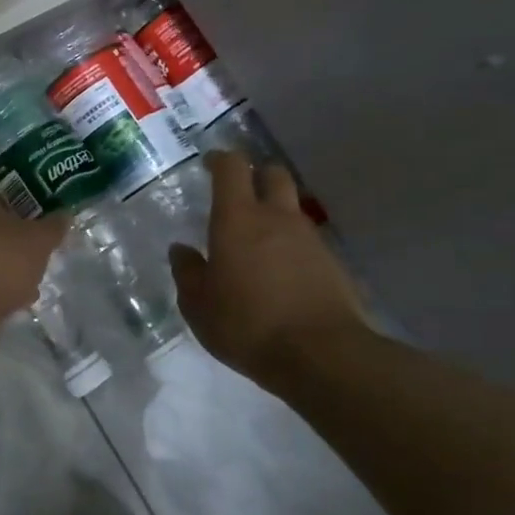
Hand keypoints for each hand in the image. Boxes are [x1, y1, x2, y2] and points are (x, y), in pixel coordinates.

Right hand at [170, 152, 367, 377]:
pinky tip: (282, 273)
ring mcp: (310, 239)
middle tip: (240, 193)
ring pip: (293, 208)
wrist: (322, 355)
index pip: (232, 168)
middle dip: (256, 175)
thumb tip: (181, 250)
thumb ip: (187, 273)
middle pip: (273, 174)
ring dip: (276, 213)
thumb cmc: (247, 324)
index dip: (220, 160)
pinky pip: (308, 242)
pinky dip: (293, 246)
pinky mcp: (333, 264)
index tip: (209, 164)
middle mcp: (277, 218)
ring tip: (259, 241)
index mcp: (238, 218)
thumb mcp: (198, 305)